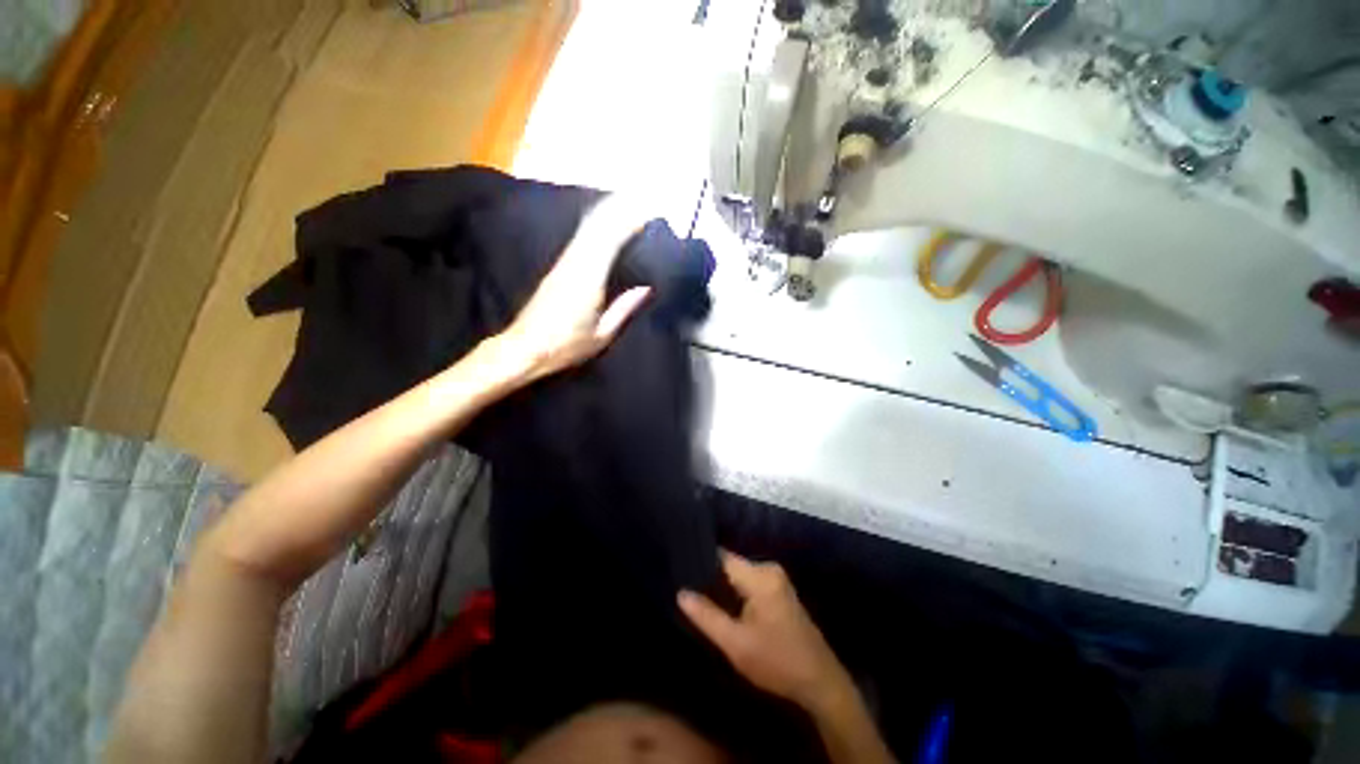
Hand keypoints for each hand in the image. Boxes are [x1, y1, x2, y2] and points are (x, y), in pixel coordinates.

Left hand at [488, 194, 652, 384]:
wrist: (522, 349)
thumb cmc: (565, 346)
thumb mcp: (602, 334)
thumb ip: (624, 308)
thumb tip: (645, 288)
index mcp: (588, 278)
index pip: (611, 239)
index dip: (630, 222)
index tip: (649, 213)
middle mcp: (573, 263)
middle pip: (596, 225)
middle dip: (619, 209)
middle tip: (642, 201)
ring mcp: (562, 263)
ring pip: (586, 228)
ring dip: (606, 213)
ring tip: (627, 205)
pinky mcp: (556, 269)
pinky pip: (579, 239)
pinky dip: (594, 227)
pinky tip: (602, 226)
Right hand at [678, 551, 852, 711]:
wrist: (820, 682)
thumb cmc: (777, 662)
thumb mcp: (736, 643)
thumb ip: (706, 616)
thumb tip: (681, 593)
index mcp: (759, 575)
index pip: (721, 556)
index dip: (700, 561)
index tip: (679, 569)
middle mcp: (768, 568)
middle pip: (730, 565)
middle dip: (709, 577)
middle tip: (685, 588)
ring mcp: (776, 579)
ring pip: (738, 575)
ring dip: (722, 586)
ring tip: (697, 595)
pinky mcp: (779, 590)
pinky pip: (749, 582)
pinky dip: (735, 592)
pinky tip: (722, 604)